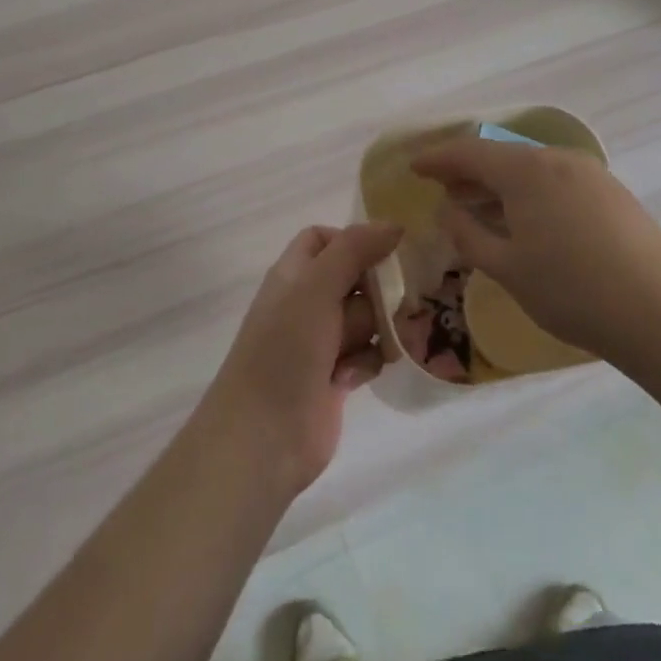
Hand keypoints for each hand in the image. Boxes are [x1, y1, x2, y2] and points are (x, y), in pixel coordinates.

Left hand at [203, 223, 401, 497]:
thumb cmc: (285, 350)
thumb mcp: (316, 288)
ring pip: (368, 318)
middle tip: (397, 302)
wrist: (263, 436)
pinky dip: (366, 362)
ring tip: (379, 344)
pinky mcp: (336, 376)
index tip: (385, 254)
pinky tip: (352, 378)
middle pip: (356, 278)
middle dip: (378, 291)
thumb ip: (354, 250)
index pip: (325, 238)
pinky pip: (367, 354)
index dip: (354, 241)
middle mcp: (307, 302)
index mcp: (294, 274)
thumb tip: (394, 224)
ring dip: (377, 330)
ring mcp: (321, 341)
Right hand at [409, 138, 660, 359]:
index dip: (437, 158)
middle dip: (468, 171)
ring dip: (500, 183)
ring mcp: (590, 174)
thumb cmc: (573, 292)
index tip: (414, 167)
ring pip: (531, 168)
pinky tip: (525, 219)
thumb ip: (468, 234)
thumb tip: (447, 210)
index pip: (469, 152)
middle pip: (501, 156)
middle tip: (443, 190)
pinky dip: (529, 192)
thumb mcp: (507, 268)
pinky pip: (556, 180)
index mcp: (526, 170)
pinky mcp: (613, 193)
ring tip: (479, 206)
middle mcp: (557, 159)